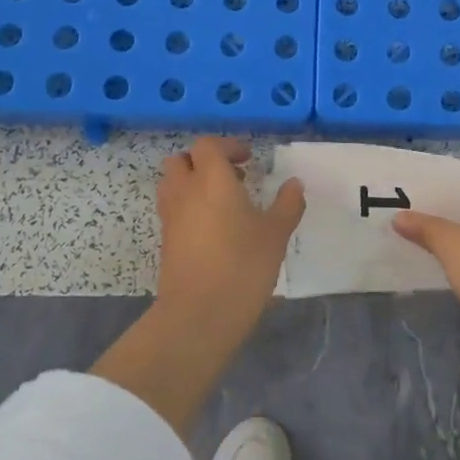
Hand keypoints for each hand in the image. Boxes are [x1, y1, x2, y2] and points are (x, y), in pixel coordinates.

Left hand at [154, 136, 304, 340]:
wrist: (198, 314)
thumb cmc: (242, 265)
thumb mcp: (276, 234)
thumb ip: (287, 204)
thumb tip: (294, 184)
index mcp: (211, 179)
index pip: (207, 145)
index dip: (227, 146)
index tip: (248, 160)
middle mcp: (185, 191)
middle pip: (181, 160)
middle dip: (203, 162)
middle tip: (231, 176)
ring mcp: (170, 217)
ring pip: (172, 184)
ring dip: (192, 183)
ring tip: (222, 203)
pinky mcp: (165, 242)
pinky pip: (172, 210)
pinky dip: (188, 208)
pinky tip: (214, 229)